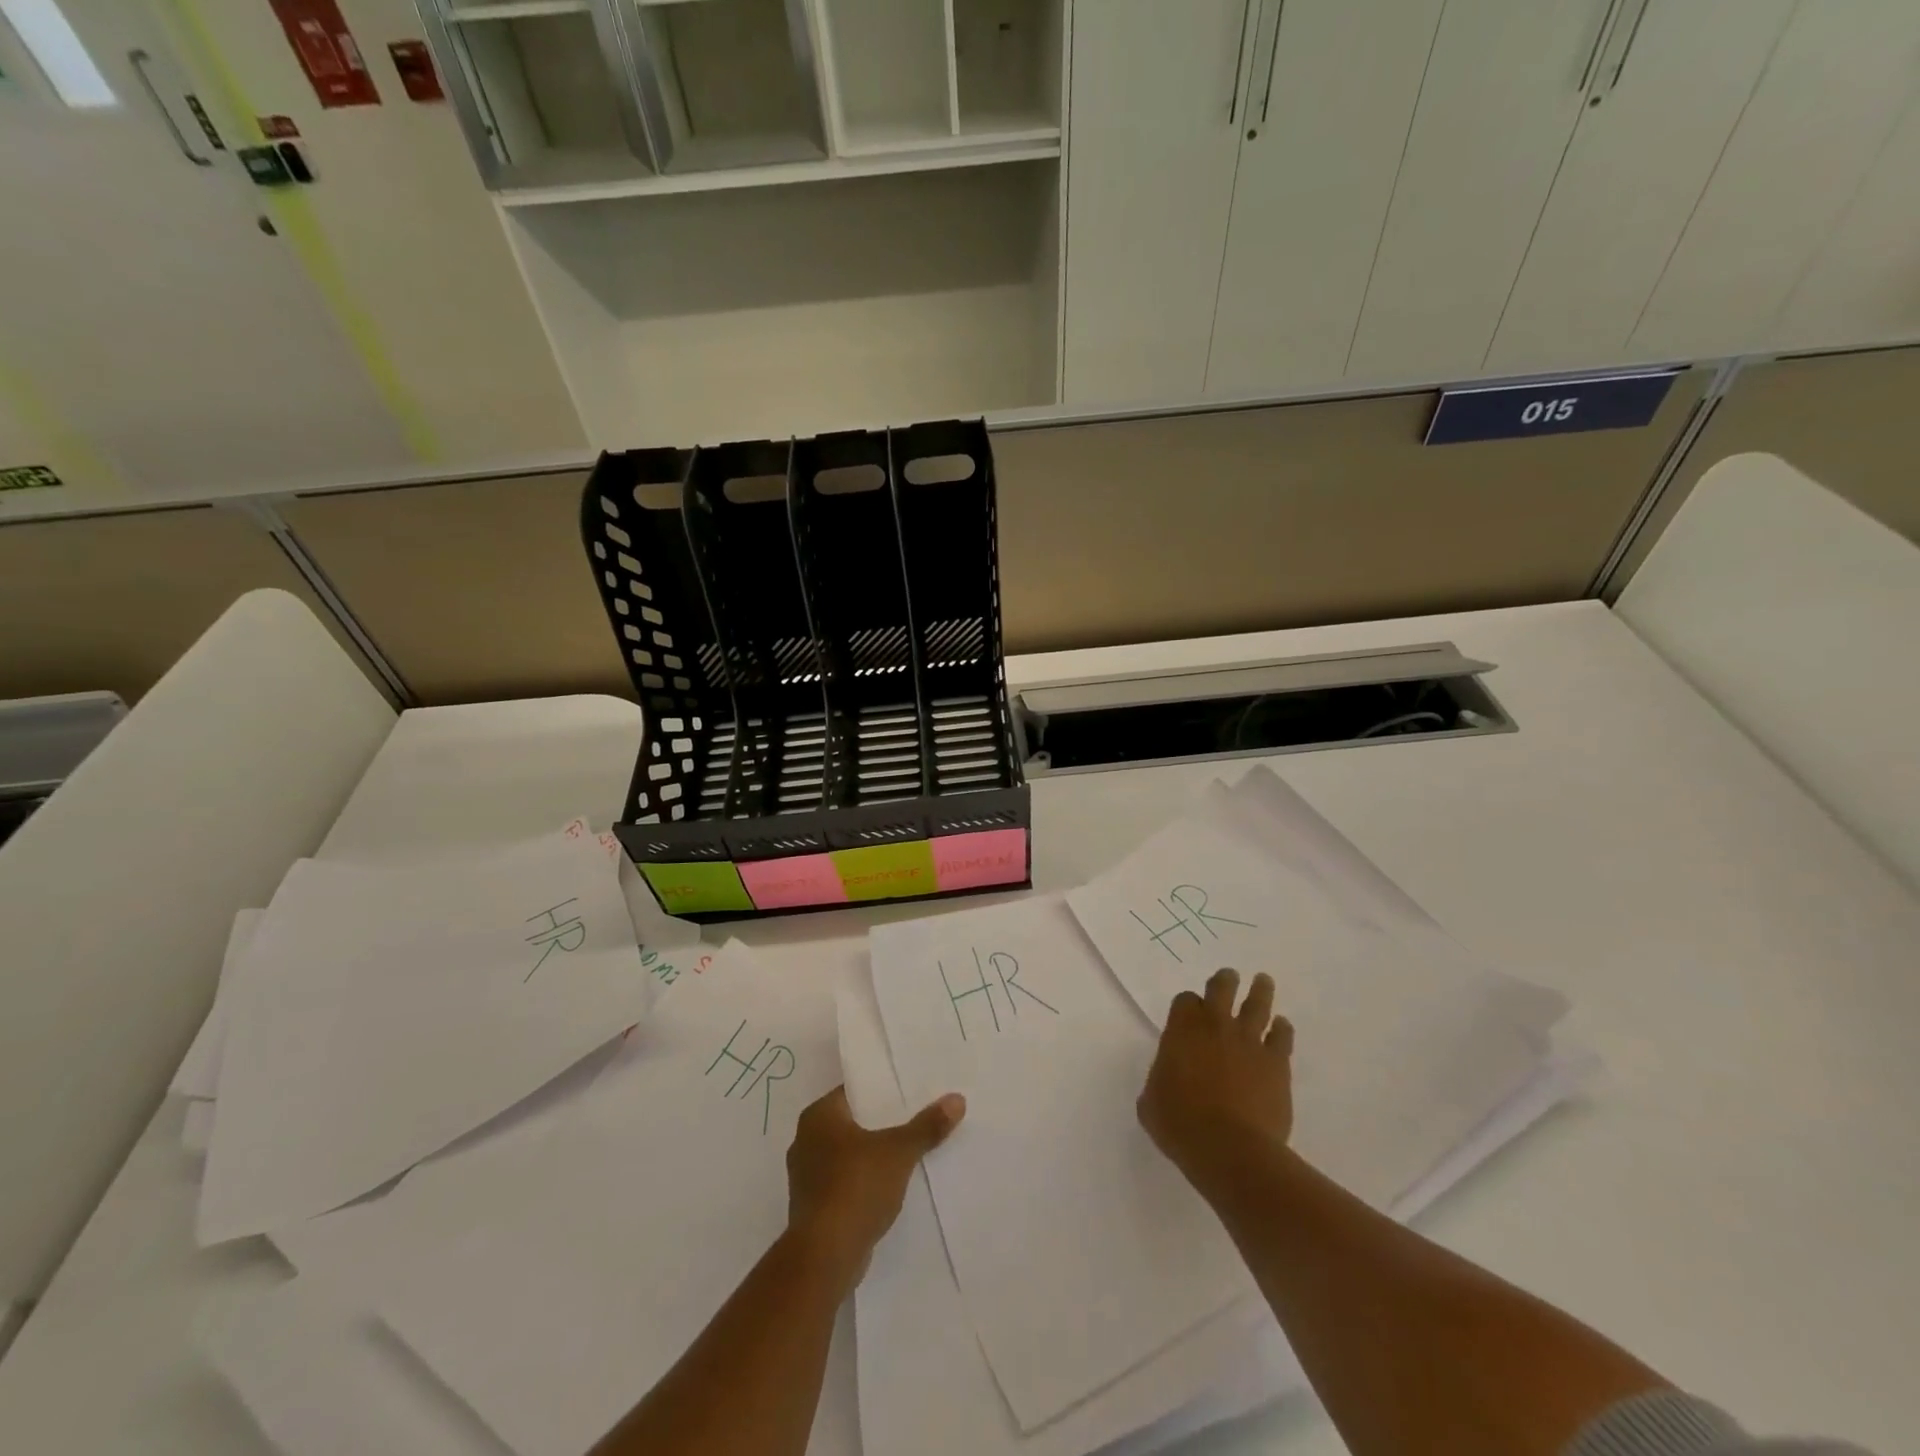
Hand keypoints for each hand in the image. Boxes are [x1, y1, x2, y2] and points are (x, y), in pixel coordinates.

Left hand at [785, 1085, 964, 1285]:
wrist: (825, 1258)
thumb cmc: (856, 1187)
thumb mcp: (899, 1152)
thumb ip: (927, 1126)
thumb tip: (957, 1099)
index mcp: (818, 1116)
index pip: (852, 1092)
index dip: (880, 1091)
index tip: (907, 1093)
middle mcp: (805, 1140)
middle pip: (851, 1124)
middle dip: (879, 1125)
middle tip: (913, 1120)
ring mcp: (805, 1177)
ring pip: (847, 1156)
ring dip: (870, 1157)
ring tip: (906, 1154)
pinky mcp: (812, 1209)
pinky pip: (843, 1183)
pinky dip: (862, 1183)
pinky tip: (888, 1188)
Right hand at [1138, 968, 1293, 1198]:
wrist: (1231, 1149)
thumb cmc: (1180, 1125)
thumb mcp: (1151, 1102)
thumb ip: (1160, 1080)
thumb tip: (1169, 1080)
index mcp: (1182, 1031)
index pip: (1185, 1001)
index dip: (1187, 1004)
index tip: (1189, 1010)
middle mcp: (1216, 1027)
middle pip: (1222, 989)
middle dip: (1225, 980)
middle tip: (1230, 975)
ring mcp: (1249, 1042)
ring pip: (1257, 1005)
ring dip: (1260, 991)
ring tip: (1263, 980)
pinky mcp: (1277, 1064)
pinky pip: (1282, 1037)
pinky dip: (1282, 1029)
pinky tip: (1282, 1025)